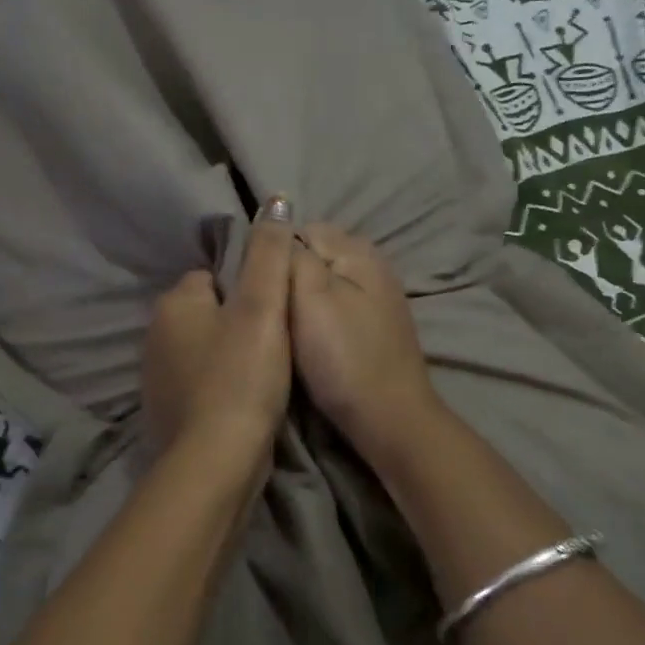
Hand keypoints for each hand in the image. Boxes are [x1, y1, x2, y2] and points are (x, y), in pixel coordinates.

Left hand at [141, 197, 294, 466]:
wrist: (215, 462)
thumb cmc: (241, 376)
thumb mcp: (263, 307)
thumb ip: (269, 253)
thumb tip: (274, 201)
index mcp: (173, 304)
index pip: (214, 277)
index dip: (249, 289)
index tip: (276, 310)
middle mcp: (155, 336)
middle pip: (209, 314)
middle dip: (239, 323)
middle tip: (277, 343)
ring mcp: (157, 378)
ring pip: (205, 351)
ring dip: (231, 357)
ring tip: (266, 375)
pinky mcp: (167, 414)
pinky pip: (201, 385)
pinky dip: (221, 388)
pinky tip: (245, 403)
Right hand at [288, 224, 440, 460]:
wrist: (388, 418)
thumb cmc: (343, 356)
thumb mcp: (310, 297)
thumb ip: (292, 255)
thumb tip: (276, 227)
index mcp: (357, 250)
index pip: (300, 229)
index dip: (273, 253)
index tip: (256, 284)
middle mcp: (372, 264)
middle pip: (313, 254)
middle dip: (288, 275)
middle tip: (267, 308)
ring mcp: (377, 297)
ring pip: (323, 282)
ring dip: (301, 298)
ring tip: (283, 326)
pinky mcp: (375, 326)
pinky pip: (335, 305)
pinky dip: (319, 317)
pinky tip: (309, 339)